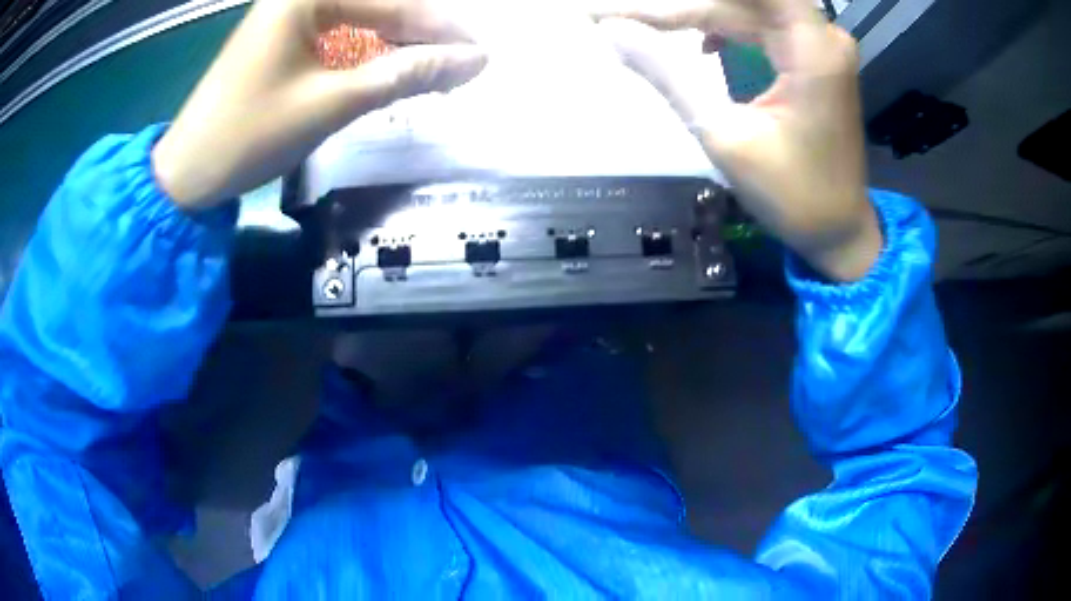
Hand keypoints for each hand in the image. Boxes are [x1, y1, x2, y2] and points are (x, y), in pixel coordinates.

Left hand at [152, 0, 487, 209]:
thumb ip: (405, 75)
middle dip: (423, 34)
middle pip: (381, 5)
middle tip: (464, 64)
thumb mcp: (331, 104)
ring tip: (438, 71)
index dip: (443, 30)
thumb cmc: (249, 136)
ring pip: (364, 18)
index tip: (483, 54)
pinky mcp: (284, 36)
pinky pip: (342, 33)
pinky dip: (370, 52)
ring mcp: (290, 13)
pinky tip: (394, 69)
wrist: (187, 173)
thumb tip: (474, 60)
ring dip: (400, 43)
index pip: (394, 4)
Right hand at [595, 0, 881, 280]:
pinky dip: (724, 27)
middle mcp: (820, 35)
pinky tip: (701, 44)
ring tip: (646, 22)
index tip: (619, 7)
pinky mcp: (813, 59)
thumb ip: (668, 75)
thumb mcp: (725, 136)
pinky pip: (760, 26)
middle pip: (740, 2)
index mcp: (812, 48)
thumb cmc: (793, 195)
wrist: (839, 230)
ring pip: (746, 10)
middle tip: (617, 15)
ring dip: (696, 14)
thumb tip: (612, 31)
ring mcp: (819, 46)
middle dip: (678, 7)